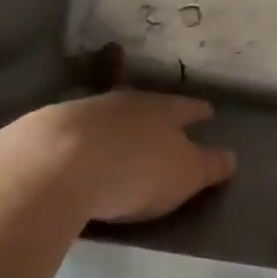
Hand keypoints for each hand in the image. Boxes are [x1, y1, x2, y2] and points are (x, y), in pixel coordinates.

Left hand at [0, 91, 235, 224]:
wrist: (53, 164)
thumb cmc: (133, 170)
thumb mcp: (184, 175)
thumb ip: (208, 166)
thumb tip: (230, 157)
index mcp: (163, 110)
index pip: (188, 108)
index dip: (199, 111)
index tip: (208, 112)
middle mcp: (125, 102)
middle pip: (146, 104)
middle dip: (155, 113)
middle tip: (163, 123)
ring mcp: (83, 111)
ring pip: (108, 114)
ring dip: (116, 125)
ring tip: (119, 138)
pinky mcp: (46, 130)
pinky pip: (74, 131)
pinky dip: (81, 140)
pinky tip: (78, 152)